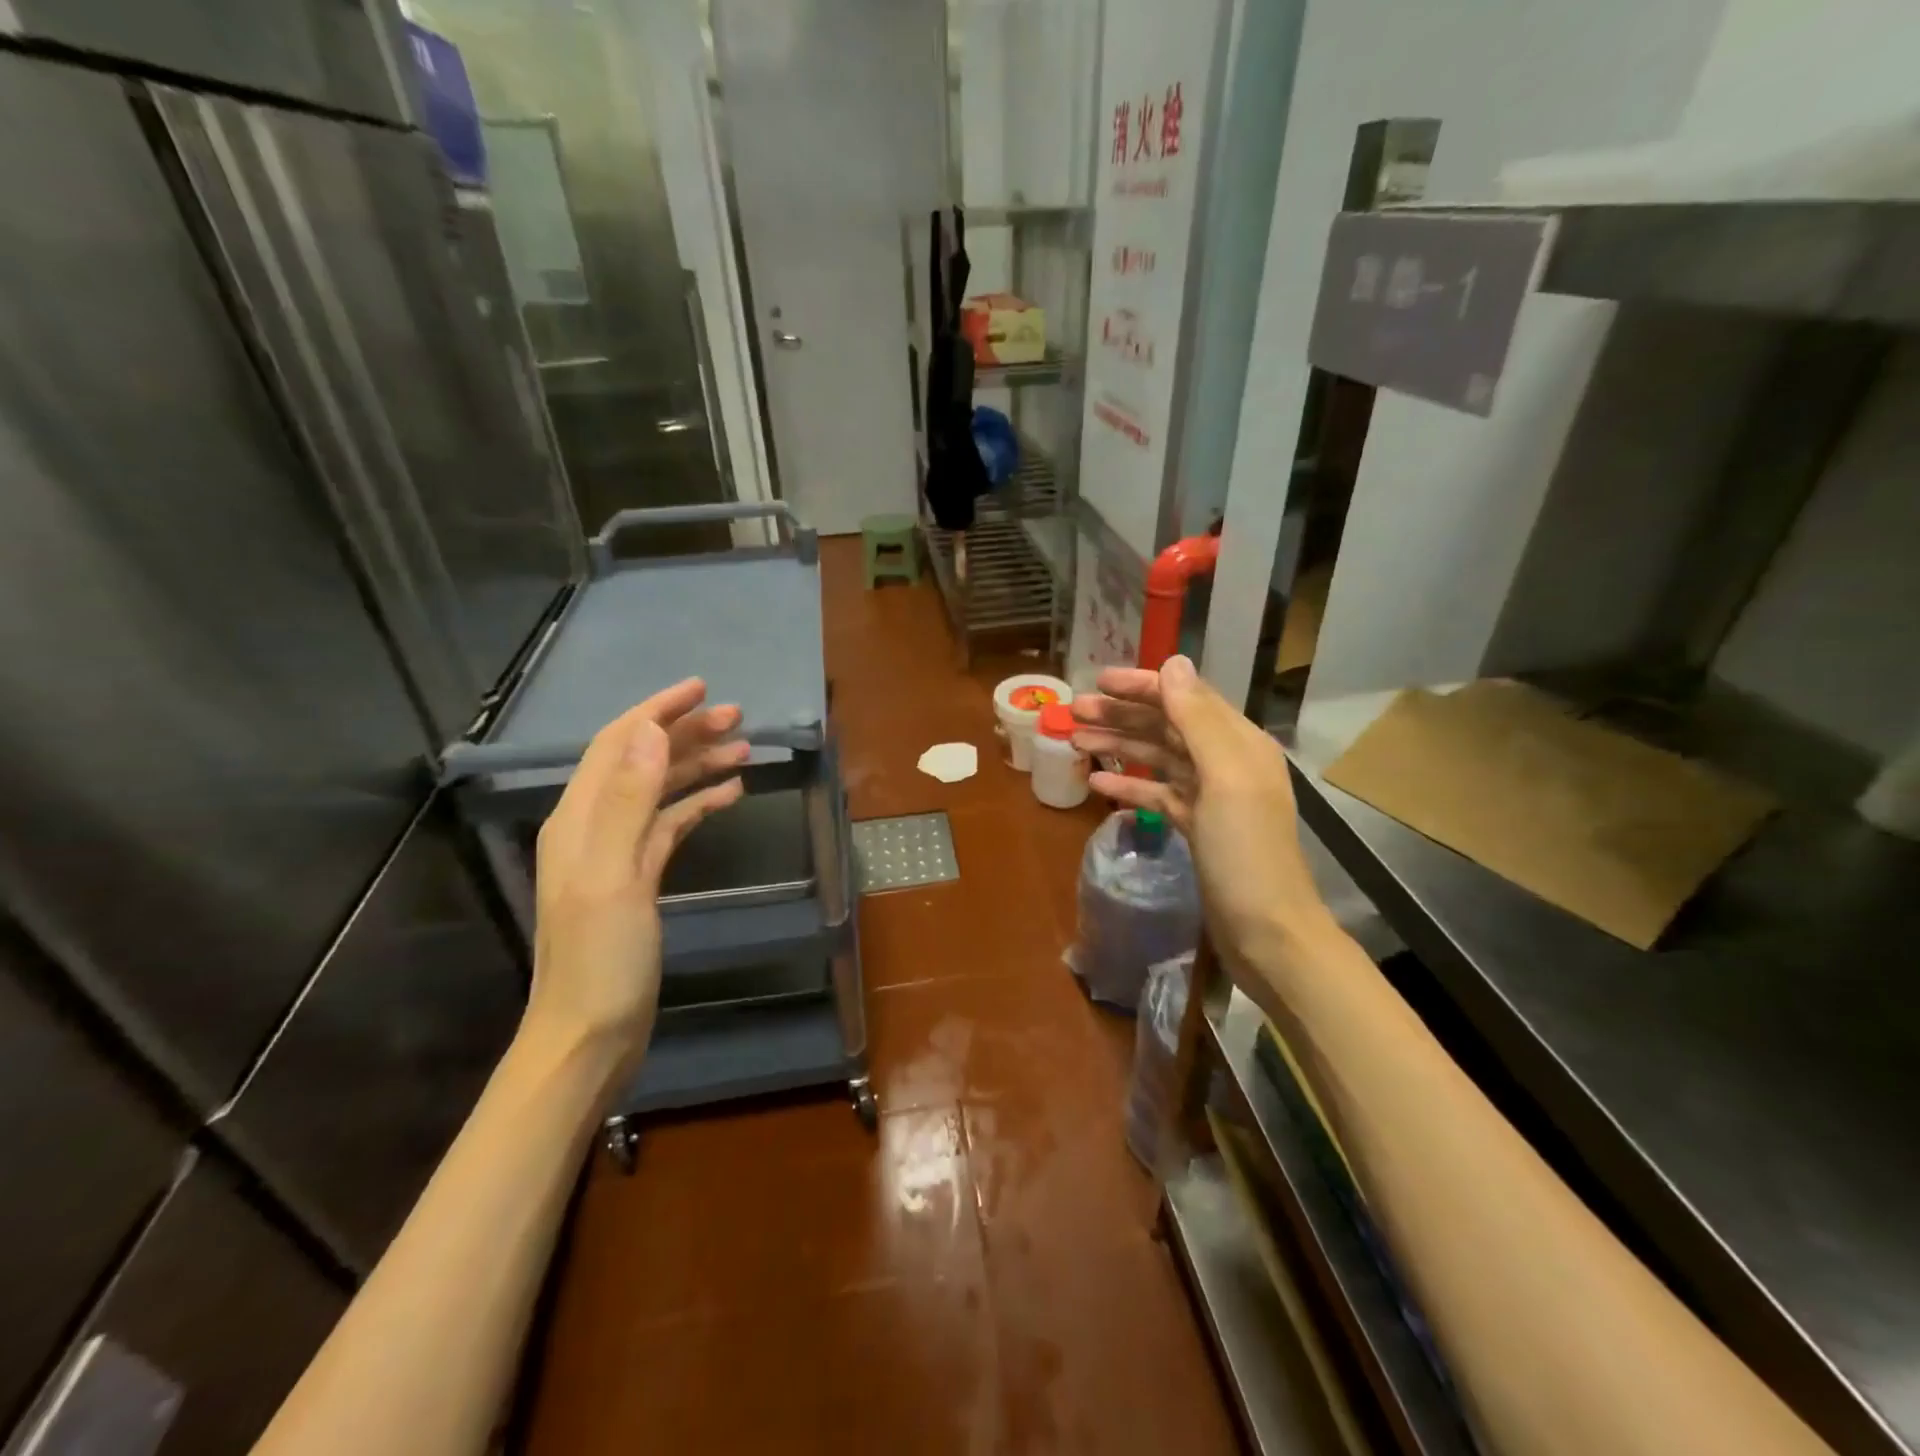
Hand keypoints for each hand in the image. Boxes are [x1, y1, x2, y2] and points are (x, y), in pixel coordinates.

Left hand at [527, 678, 747, 1065]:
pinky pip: (671, 824)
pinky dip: (698, 803)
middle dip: (686, 733)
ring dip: (698, 765)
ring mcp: (618, 852)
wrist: (590, 1034)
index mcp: (580, 818)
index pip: (618, 744)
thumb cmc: (601, 958)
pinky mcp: (640, 877)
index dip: (657, 710)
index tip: (701, 688)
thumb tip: (652, 730)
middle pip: (642, 761)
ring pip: (660, 790)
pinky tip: (730, 795)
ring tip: (745, 749)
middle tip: (738, 718)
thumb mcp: (615, 875)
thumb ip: (629, 801)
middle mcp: (595, 826)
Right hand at [1070, 655, 1334, 966]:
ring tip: (1074, 742)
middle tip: (1074, 712)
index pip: (1185, 698)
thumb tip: (1173, 662)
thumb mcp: (1224, 778)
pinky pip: (1158, 794)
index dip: (1142, 686)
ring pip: (1158, 758)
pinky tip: (1097, 785)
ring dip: (1118, 746)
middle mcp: (1226, 761)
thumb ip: (1197, 719)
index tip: (1097, 681)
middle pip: (1166, 726)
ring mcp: (1211, 797)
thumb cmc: (1246, 852)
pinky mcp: (1197, 827)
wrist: (1267, 931)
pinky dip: (1129, 786)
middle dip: (1121, 714)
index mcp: (1238, 742)